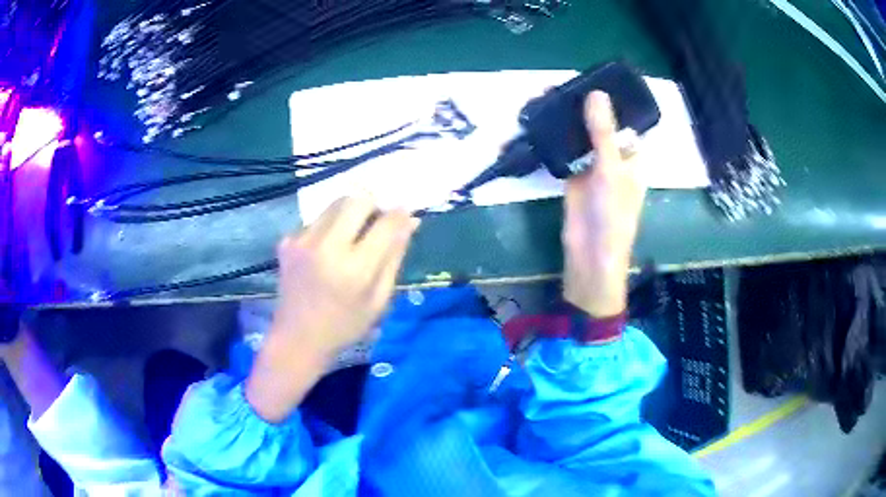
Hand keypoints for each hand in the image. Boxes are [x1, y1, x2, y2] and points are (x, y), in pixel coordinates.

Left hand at [247, 195, 418, 422]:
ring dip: (349, 214)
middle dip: (372, 206)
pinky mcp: (286, 242)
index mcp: (355, 268)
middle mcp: (327, 247)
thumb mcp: (379, 299)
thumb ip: (394, 257)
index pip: (386, 223)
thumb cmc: (345, 326)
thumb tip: (410, 221)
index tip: (404, 214)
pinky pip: (316, 220)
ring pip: (334, 205)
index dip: (400, 214)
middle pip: (357, 199)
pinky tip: (326, 252)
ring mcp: (302, 242)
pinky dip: (328, 228)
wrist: (297, 339)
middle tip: (375, 224)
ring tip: (350, 239)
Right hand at [562, 91, 646, 317]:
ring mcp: (591, 167)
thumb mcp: (611, 170)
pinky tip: (541, 121)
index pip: (623, 121)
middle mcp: (613, 158)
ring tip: (546, 96)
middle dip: (582, 107)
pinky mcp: (572, 176)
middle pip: (598, 125)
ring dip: (566, 120)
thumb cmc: (613, 215)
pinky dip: (554, 138)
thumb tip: (596, 94)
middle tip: (560, 83)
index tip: (591, 78)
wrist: (589, 255)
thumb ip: (602, 133)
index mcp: (632, 156)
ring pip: (579, 136)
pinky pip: (564, 152)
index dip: (610, 101)